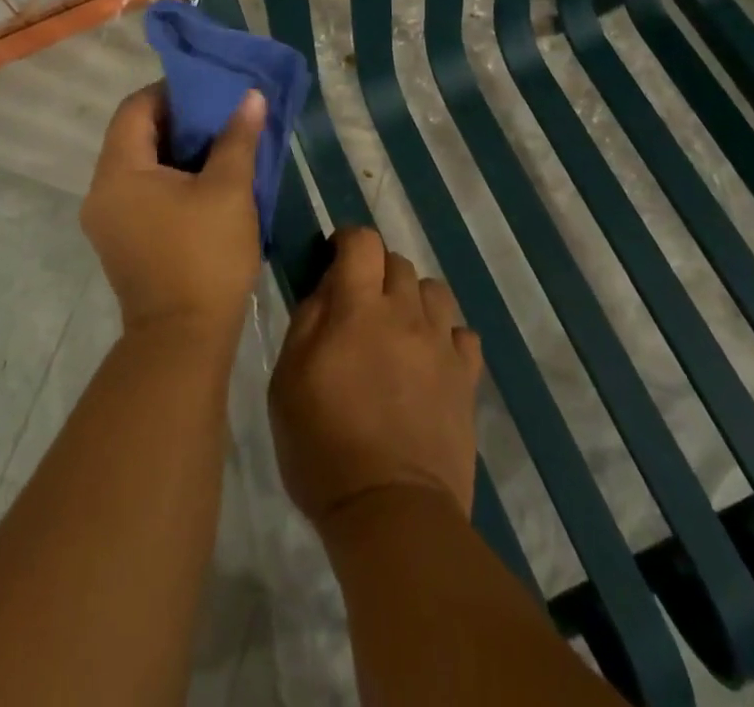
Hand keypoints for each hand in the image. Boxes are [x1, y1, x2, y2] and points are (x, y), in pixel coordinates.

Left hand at [81, 83, 265, 341]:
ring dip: (175, 150)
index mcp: (119, 172)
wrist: (183, 341)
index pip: (135, 108)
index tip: (209, 90)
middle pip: (134, 135)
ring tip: (219, 144)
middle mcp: (101, 191)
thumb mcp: (229, 190)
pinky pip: (141, 191)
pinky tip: (205, 181)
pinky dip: (169, 178)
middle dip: (178, 120)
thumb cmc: (205, 257)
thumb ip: (238, 137)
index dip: (171, 91)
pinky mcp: (121, 240)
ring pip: (139, 165)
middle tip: (220, 114)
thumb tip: (251, 97)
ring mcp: (107, 219)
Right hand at [268, 227, 482, 531]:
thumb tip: (327, 285)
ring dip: (412, 299)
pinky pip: (463, 334)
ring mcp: (441, 344)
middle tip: (360, 306)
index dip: (347, 240)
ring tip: (397, 329)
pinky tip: (430, 358)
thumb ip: (307, 320)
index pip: (363, 241)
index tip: (334, 259)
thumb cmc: (323, 447)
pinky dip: (445, 335)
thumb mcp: (288, 381)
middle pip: (398, 262)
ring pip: (434, 291)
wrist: (391, 512)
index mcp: (359, 307)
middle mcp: (406, 312)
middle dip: (376, 272)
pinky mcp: (466, 377)